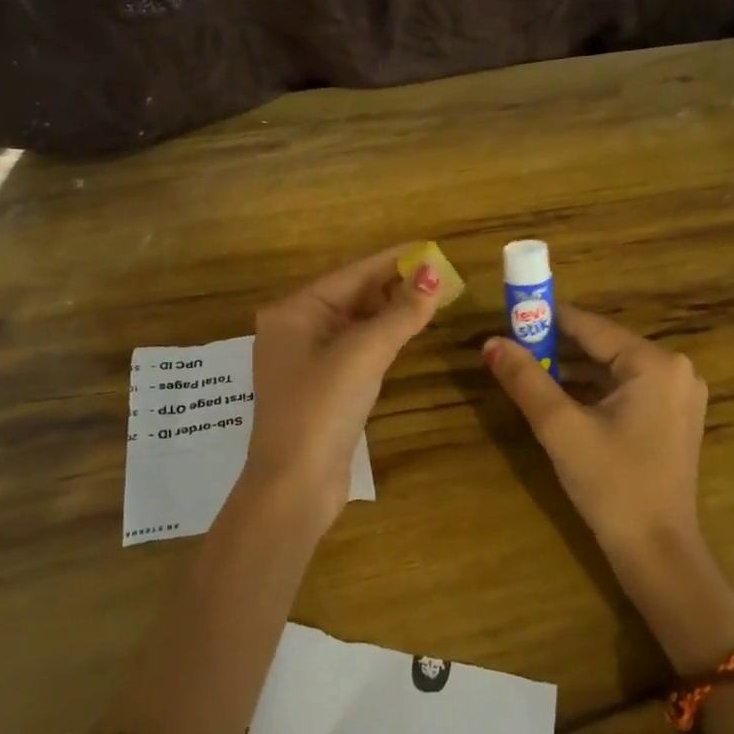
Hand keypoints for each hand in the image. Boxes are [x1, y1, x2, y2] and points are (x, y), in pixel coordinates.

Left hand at [242, 245, 446, 527]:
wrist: (295, 485)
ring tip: (431, 298)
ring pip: (355, 324)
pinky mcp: (321, 388)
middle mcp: (295, 330)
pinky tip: (405, 333)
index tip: (430, 248)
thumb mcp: (363, 354)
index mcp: (294, 312)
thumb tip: (434, 274)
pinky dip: (381, 339)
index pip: (351, 274)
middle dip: (394, 285)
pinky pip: (355, 350)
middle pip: (352, 296)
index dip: (393, 261)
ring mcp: (306, 361)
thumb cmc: (322, 408)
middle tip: (440, 275)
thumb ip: (401, 313)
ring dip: (390, 312)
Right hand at [484, 305, 708, 565]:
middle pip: (602, 346)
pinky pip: (624, 390)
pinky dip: (592, 391)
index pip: (590, 326)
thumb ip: (526, 380)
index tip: (508, 316)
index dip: (545, 319)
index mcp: (655, 363)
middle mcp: (674, 369)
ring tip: (527, 372)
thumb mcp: (561, 428)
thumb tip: (490, 342)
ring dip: (571, 371)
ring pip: (611, 369)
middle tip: (512, 349)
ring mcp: (678, 395)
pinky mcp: (672, 417)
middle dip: (556, 348)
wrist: (656, 552)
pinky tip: (559, 399)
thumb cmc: (611, 485)